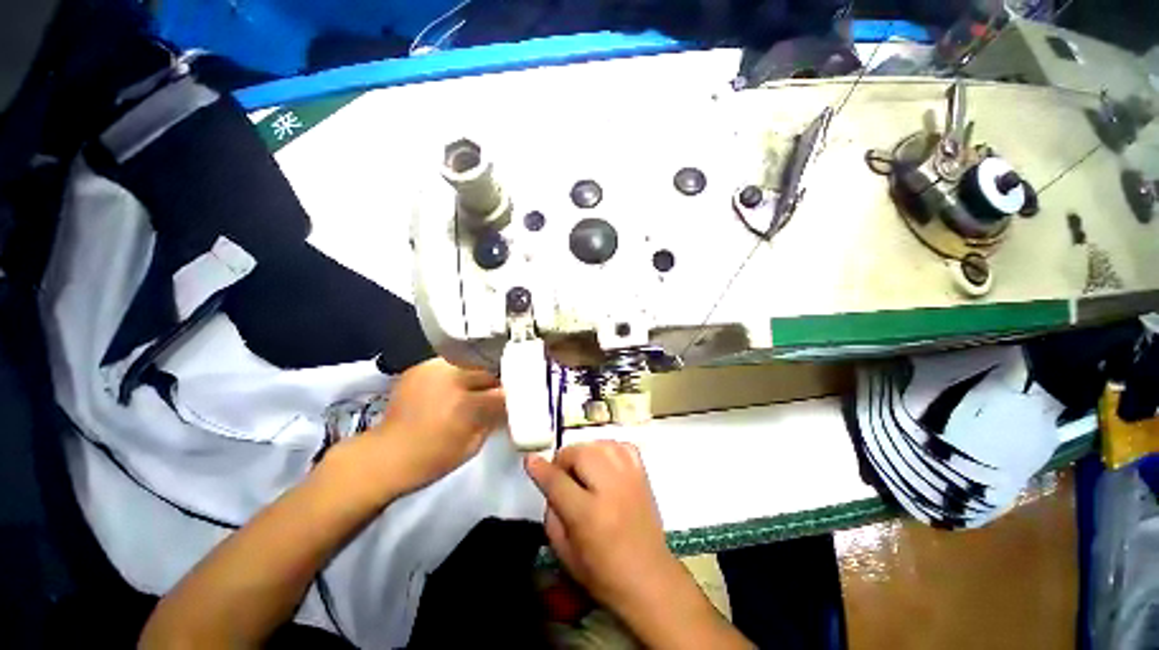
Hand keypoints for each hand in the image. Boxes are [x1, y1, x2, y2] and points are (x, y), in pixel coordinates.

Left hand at [340, 358, 506, 498]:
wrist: (384, 455)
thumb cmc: (431, 458)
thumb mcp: (472, 445)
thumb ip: (493, 420)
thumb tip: (509, 404)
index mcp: (465, 404)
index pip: (501, 392)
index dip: (511, 395)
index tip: (516, 397)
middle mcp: (451, 379)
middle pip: (487, 371)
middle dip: (496, 381)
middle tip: (499, 390)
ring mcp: (434, 369)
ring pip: (471, 363)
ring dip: (478, 374)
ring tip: (479, 385)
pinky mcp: (421, 367)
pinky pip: (451, 363)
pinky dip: (459, 372)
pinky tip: (457, 383)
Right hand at [525, 441, 681, 614]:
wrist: (649, 578)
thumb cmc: (603, 573)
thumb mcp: (565, 554)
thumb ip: (551, 515)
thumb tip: (549, 483)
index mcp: (588, 514)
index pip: (557, 481)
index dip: (540, 468)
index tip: (530, 460)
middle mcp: (610, 489)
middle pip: (580, 453)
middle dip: (564, 459)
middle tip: (562, 475)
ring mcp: (630, 478)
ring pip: (600, 445)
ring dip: (584, 452)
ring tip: (582, 469)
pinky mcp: (643, 475)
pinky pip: (621, 446)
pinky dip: (608, 449)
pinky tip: (603, 463)